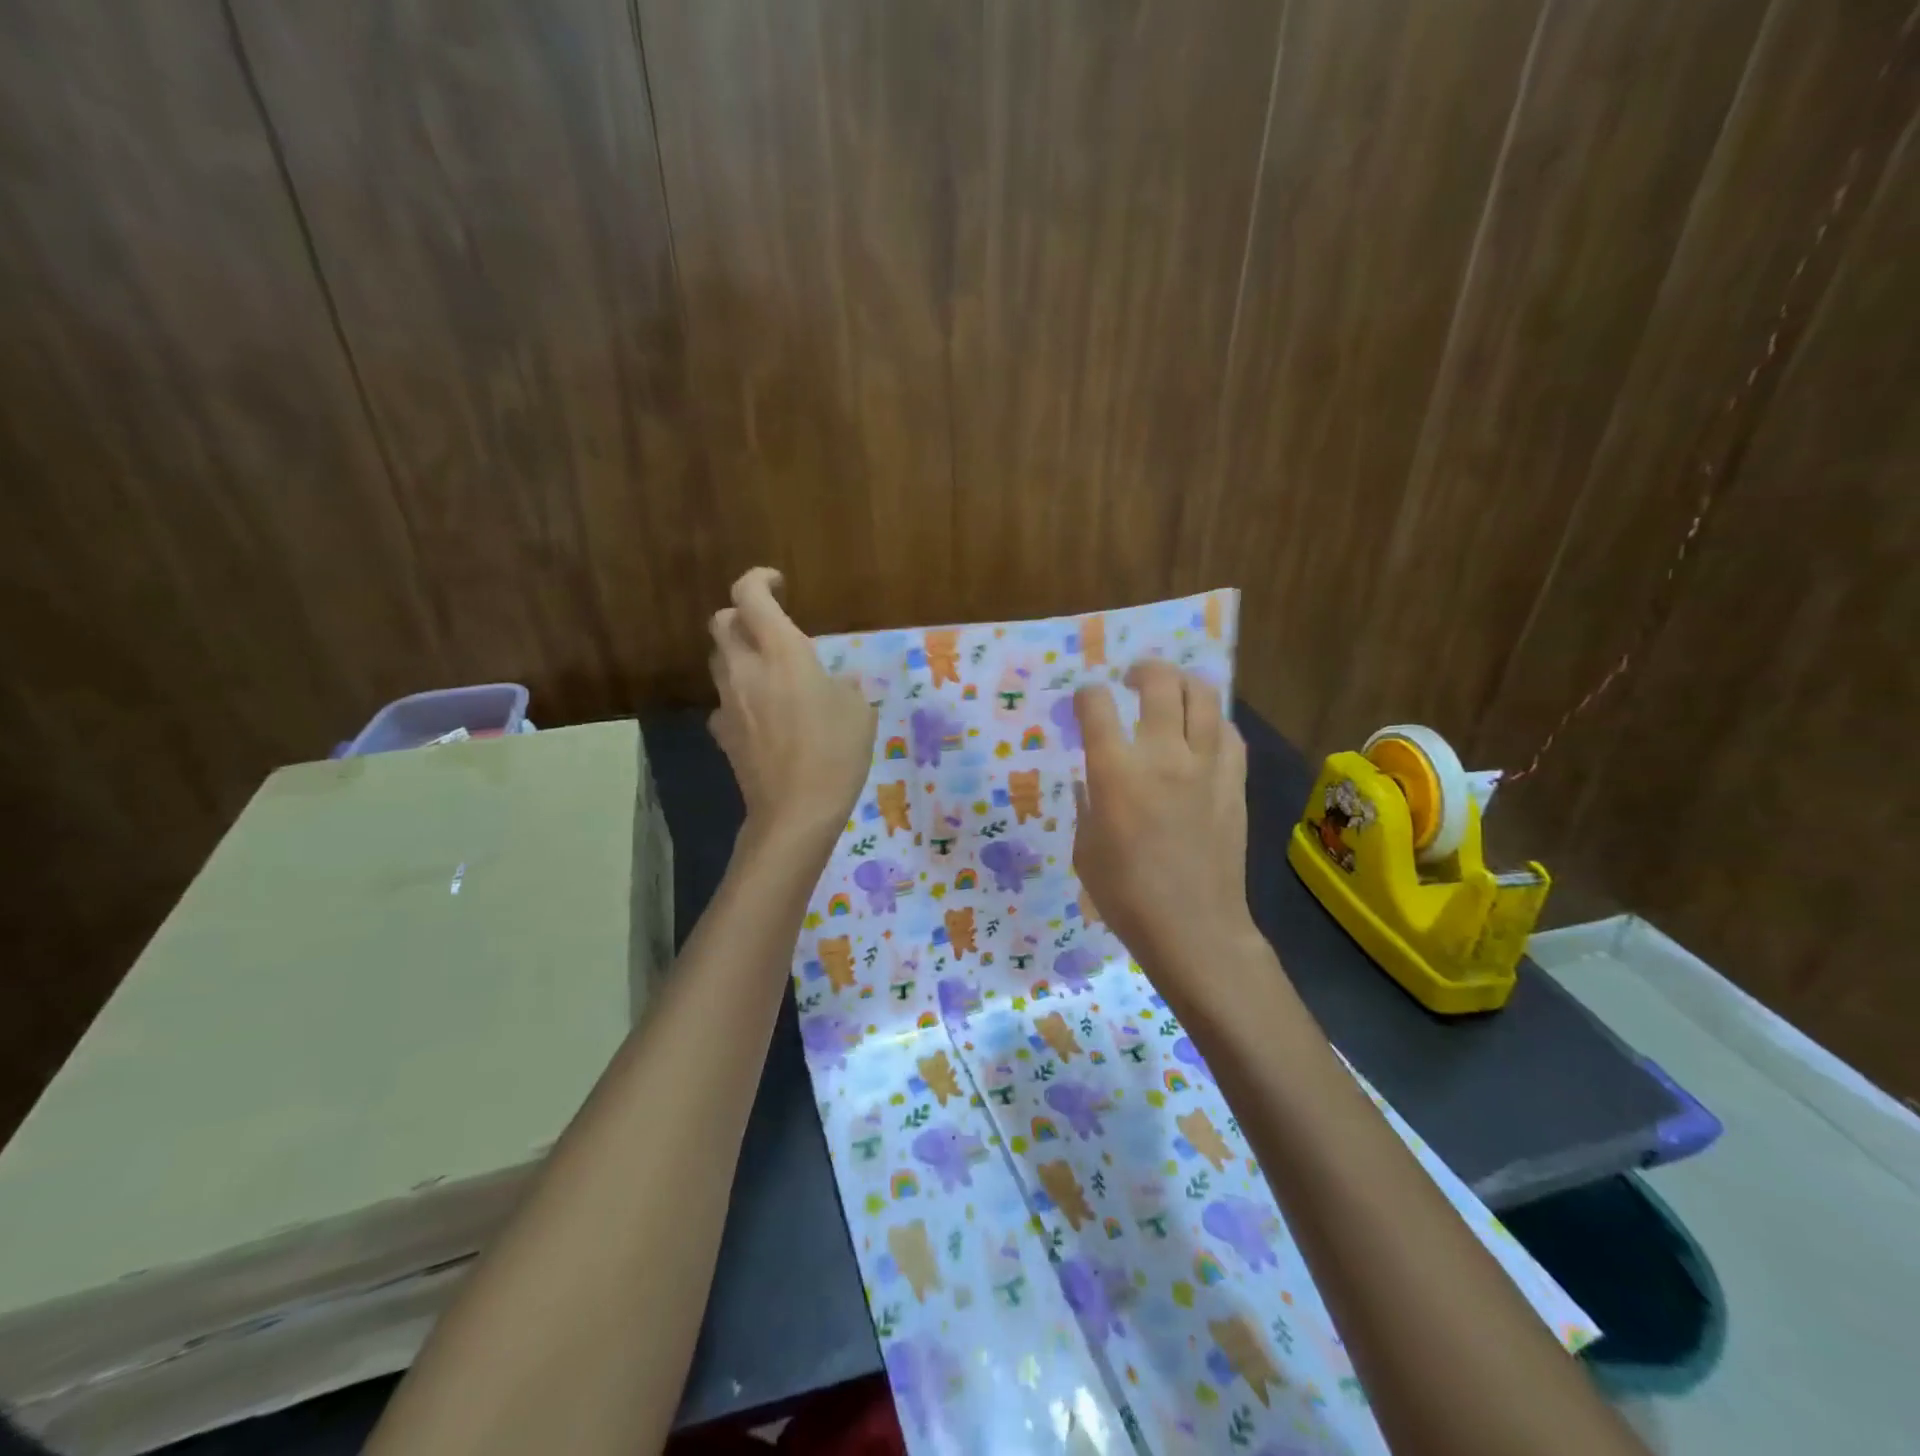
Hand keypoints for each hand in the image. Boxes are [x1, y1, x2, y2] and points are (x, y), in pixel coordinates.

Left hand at [708, 568, 875, 846]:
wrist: (796, 811)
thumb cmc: (836, 753)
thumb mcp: (859, 711)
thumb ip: (843, 685)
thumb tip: (833, 683)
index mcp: (781, 652)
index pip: (750, 595)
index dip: (759, 579)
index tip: (778, 584)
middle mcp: (746, 669)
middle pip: (722, 622)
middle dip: (742, 615)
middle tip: (770, 627)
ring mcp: (728, 702)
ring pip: (719, 660)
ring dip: (739, 654)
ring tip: (768, 670)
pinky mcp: (722, 733)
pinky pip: (724, 702)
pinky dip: (739, 697)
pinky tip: (761, 716)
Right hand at [1072, 661, 1255, 976]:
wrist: (1193, 927)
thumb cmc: (1126, 894)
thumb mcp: (1085, 848)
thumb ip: (1086, 803)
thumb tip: (1091, 778)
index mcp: (1115, 771)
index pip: (1096, 705)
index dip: (1086, 695)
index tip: (1085, 702)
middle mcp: (1162, 755)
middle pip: (1159, 682)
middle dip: (1142, 669)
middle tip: (1133, 679)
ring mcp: (1205, 765)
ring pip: (1203, 696)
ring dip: (1183, 683)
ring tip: (1172, 691)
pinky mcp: (1234, 782)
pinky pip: (1230, 732)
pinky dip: (1213, 721)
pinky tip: (1203, 732)